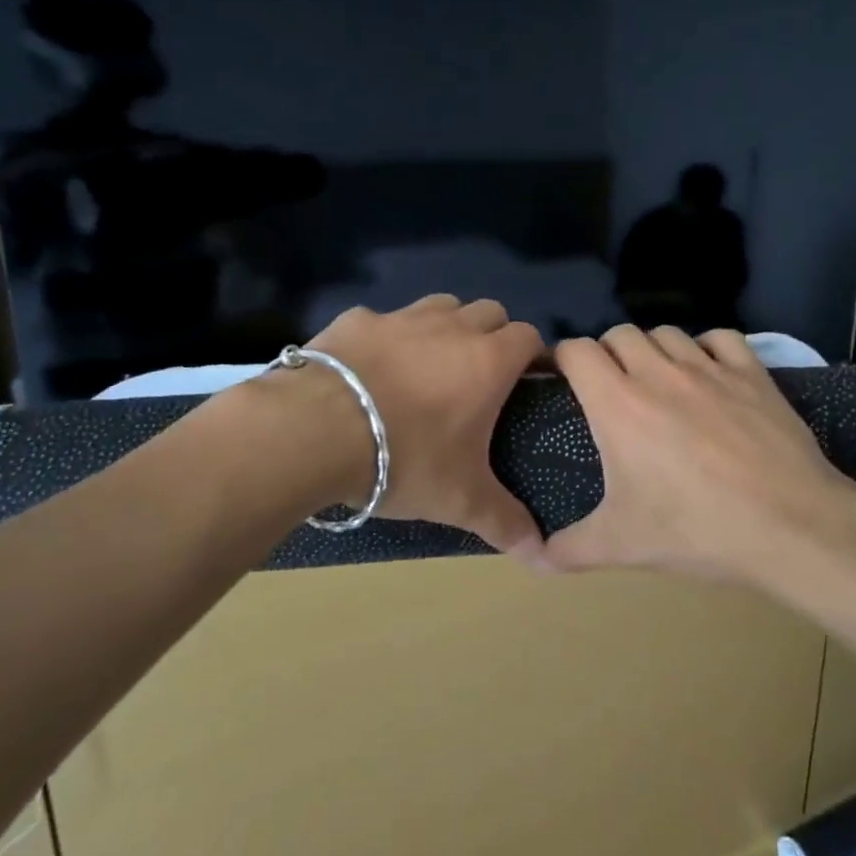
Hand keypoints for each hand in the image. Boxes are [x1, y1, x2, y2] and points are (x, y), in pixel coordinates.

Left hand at [302, 295, 546, 557]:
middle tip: (478, 378)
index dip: (532, 355)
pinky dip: (388, 338)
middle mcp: (452, 327)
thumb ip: (504, 521)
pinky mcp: (357, 319)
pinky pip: (385, 319)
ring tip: (430, 365)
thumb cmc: (406, 459)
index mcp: (488, 361)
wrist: (315, 430)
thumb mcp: (460, 500)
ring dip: (446, 326)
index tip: (525, 383)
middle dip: (492, 335)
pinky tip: (372, 369)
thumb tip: (540, 551)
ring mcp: (402, 318)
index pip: (528, 336)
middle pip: (489, 312)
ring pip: (441, 305)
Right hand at [542, 324, 855, 580]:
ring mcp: (709, 368)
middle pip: (619, 334)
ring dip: (653, 349)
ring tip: (657, 381)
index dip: (562, 358)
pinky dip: (706, 348)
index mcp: (618, 404)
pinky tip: (709, 374)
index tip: (561, 379)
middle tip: (611, 388)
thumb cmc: (697, 531)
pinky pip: (720, 338)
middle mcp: (659, 373)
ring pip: (666, 332)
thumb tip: (532, 559)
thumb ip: (568, 550)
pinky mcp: (752, 373)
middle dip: (607, 353)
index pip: (576, 351)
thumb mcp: (623, 546)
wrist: (791, 527)